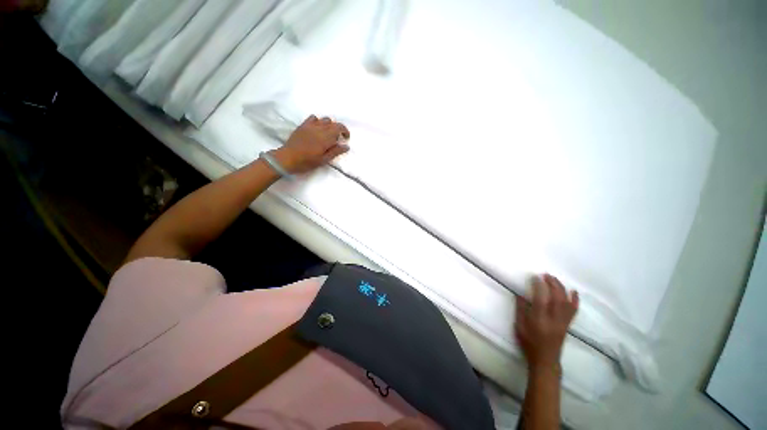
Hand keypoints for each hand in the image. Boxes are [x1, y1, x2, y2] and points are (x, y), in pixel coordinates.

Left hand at [272, 115, 349, 173]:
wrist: (288, 158)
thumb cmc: (307, 162)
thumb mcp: (323, 160)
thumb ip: (335, 152)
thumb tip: (346, 146)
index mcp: (325, 138)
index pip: (339, 127)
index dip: (345, 131)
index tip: (346, 138)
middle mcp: (319, 129)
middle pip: (333, 123)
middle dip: (338, 129)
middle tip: (338, 139)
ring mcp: (310, 126)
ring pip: (324, 119)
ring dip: (329, 125)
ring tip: (328, 134)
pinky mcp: (303, 125)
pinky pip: (313, 118)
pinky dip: (318, 122)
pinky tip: (317, 129)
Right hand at [514, 274, 578, 369]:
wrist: (546, 360)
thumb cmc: (529, 343)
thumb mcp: (519, 326)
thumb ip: (520, 309)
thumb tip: (520, 294)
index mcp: (539, 320)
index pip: (541, 299)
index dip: (539, 286)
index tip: (535, 276)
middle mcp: (553, 320)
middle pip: (556, 299)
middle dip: (552, 284)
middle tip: (546, 275)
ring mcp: (562, 322)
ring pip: (566, 303)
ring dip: (561, 289)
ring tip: (555, 279)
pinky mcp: (567, 325)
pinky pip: (573, 311)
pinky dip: (575, 300)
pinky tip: (574, 292)